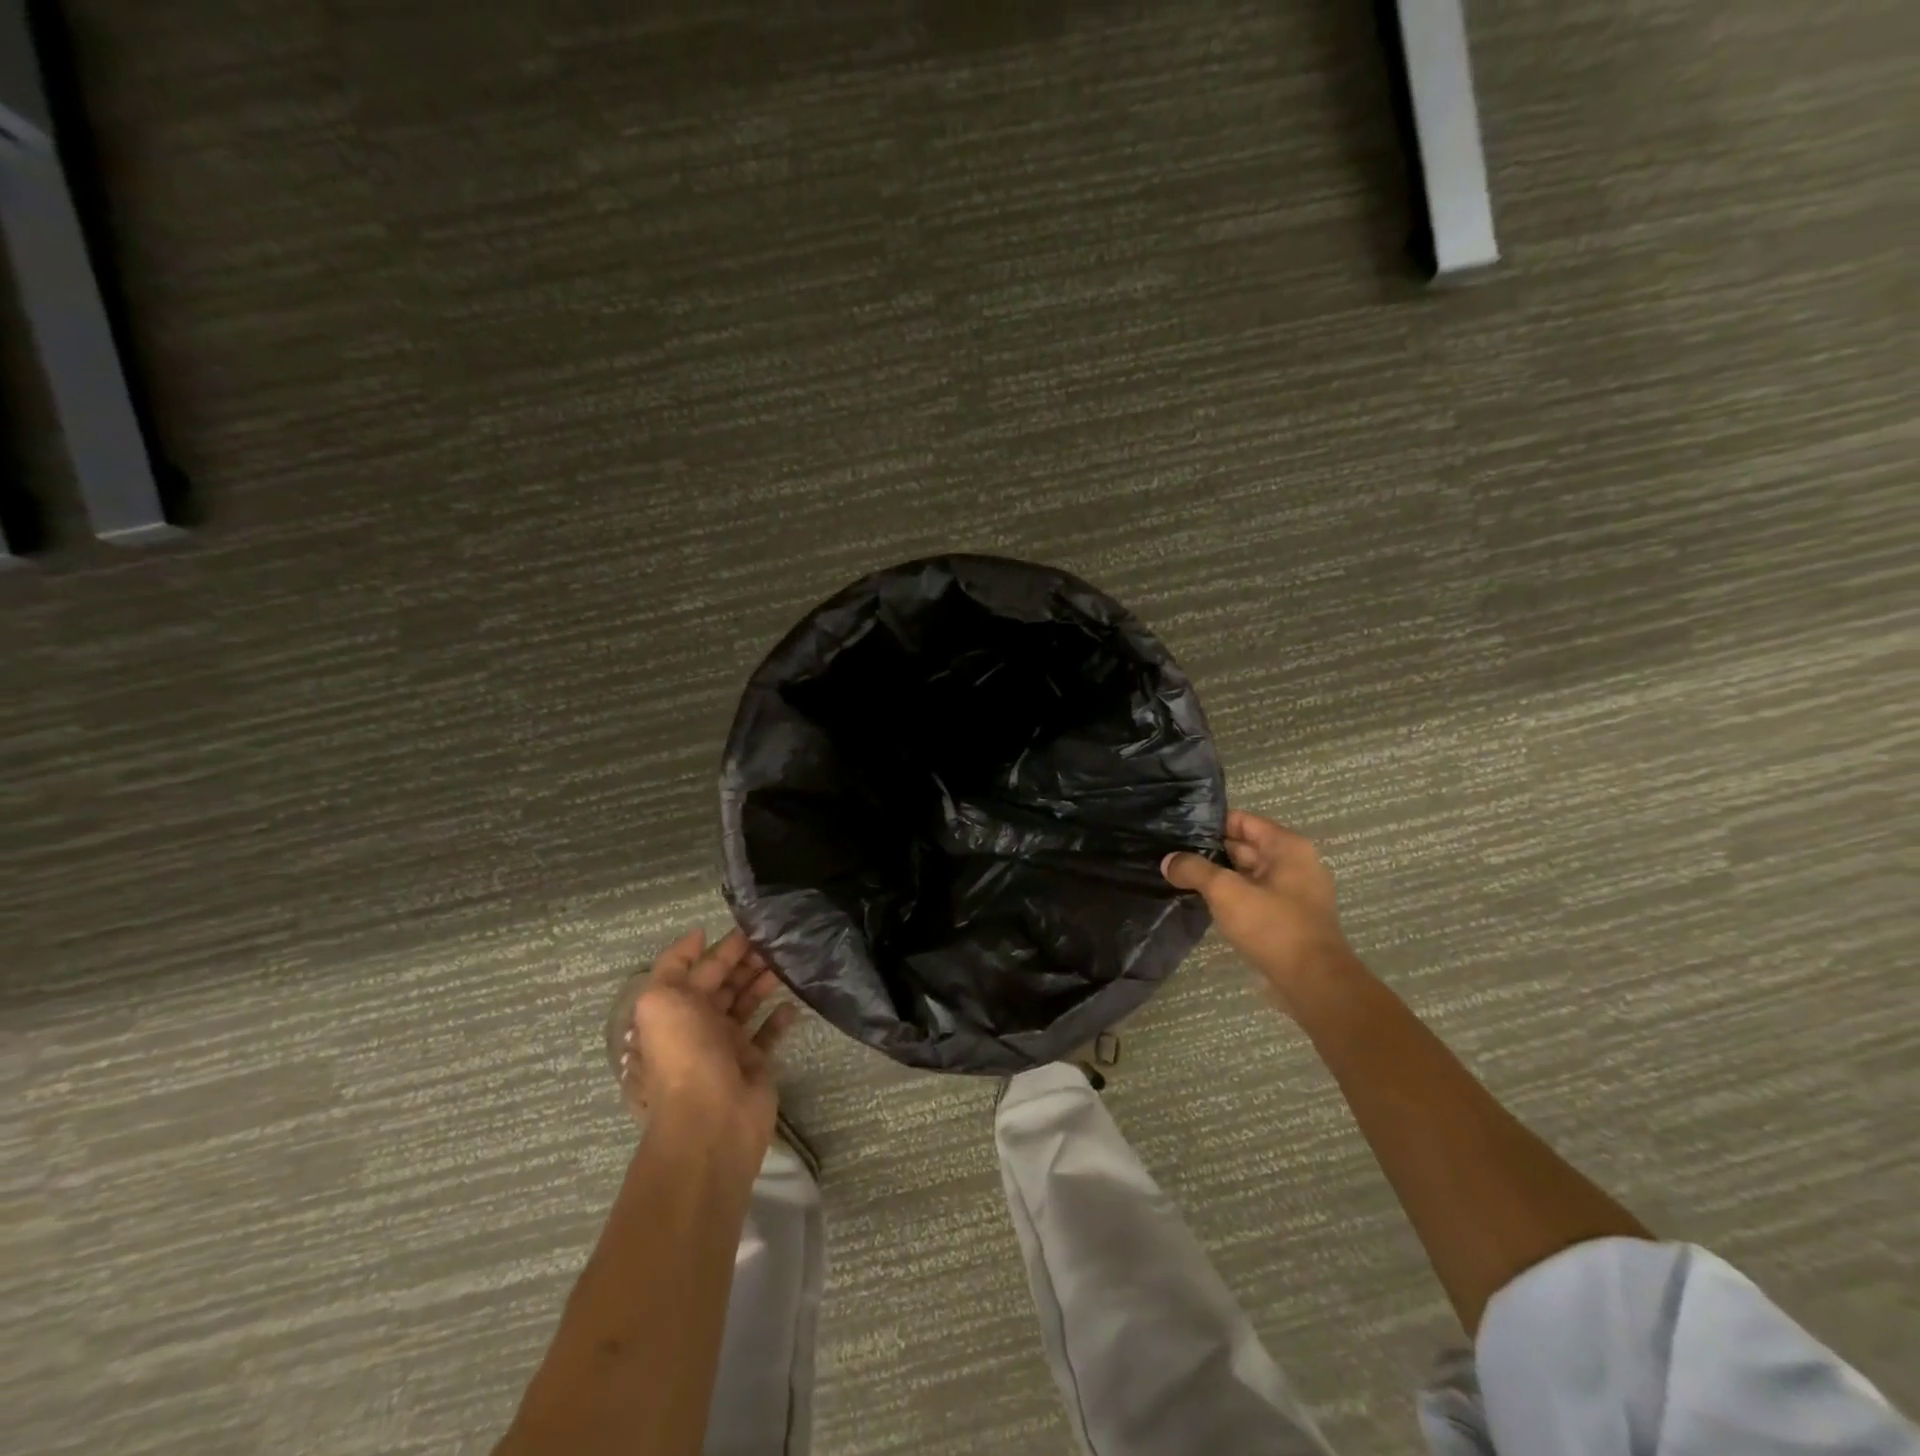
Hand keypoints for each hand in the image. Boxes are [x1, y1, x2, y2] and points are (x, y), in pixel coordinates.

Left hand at [622, 928, 797, 1157]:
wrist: (712, 1119)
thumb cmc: (686, 1054)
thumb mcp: (660, 1000)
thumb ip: (674, 964)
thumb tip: (697, 936)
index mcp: (674, 1011)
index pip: (698, 970)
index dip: (720, 947)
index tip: (750, 926)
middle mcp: (698, 1026)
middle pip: (724, 984)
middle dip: (746, 960)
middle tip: (776, 941)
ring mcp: (726, 1046)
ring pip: (746, 1003)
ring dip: (763, 981)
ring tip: (787, 962)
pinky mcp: (753, 1064)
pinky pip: (767, 1033)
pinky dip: (779, 1017)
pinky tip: (792, 1002)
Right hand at [1163, 809, 1360, 1017]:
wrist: (1313, 983)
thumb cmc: (1272, 926)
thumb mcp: (1226, 892)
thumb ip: (1194, 870)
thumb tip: (1168, 861)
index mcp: (1287, 847)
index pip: (1241, 821)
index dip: (1208, 824)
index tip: (1177, 830)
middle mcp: (1294, 863)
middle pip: (1243, 846)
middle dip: (1209, 851)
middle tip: (1171, 853)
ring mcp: (1292, 892)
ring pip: (1246, 873)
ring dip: (1217, 876)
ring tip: (1179, 876)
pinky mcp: (1287, 917)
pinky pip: (1252, 896)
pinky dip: (1230, 896)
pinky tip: (1202, 901)